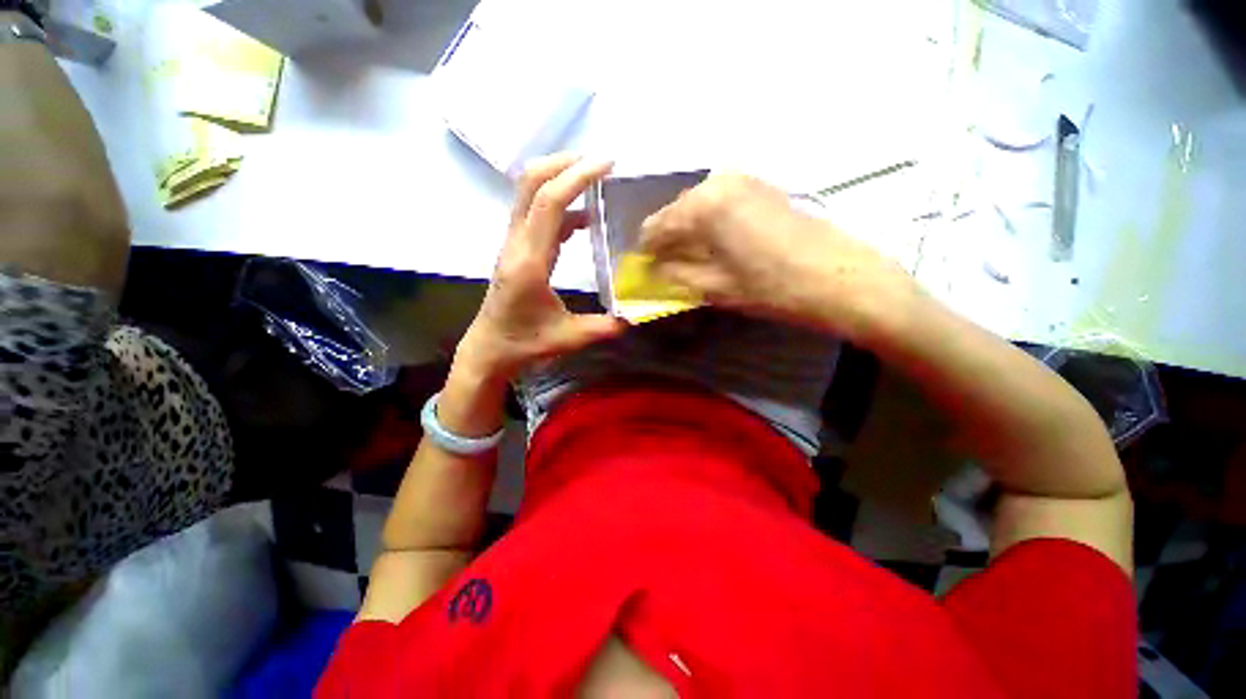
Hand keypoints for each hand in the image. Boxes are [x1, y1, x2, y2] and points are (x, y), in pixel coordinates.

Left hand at [456, 154, 627, 383]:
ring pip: (529, 193)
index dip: (577, 177)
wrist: (489, 348)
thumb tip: (637, 315)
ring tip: (595, 179)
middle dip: (564, 163)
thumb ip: (605, 327)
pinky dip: (561, 206)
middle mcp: (517, 243)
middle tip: (599, 162)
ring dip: (560, 178)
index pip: (549, 203)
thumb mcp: (569, 338)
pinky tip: (585, 218)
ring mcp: (514, 243)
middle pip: (531, 183)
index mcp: (530, 261)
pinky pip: (537, 214)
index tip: (606, 164)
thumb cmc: (525, 343)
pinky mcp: (517, 248)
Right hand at [639, 173, 915, 342]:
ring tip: (694, 259)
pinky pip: (720, 202)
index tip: (645, 268)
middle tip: (670, 267)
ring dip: (690, 232)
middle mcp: (718, 181)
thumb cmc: (773, 288)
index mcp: (702, 205)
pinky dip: (710, 223)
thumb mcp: (715, 288)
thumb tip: (653, 269)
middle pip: (675, 211)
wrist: (841, 278)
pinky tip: (718, 246)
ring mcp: (743, 179)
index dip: (647, 249)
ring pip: (697, 206)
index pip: (656, 225)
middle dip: (669, 239)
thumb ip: (676, 275)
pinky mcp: (761, 186)